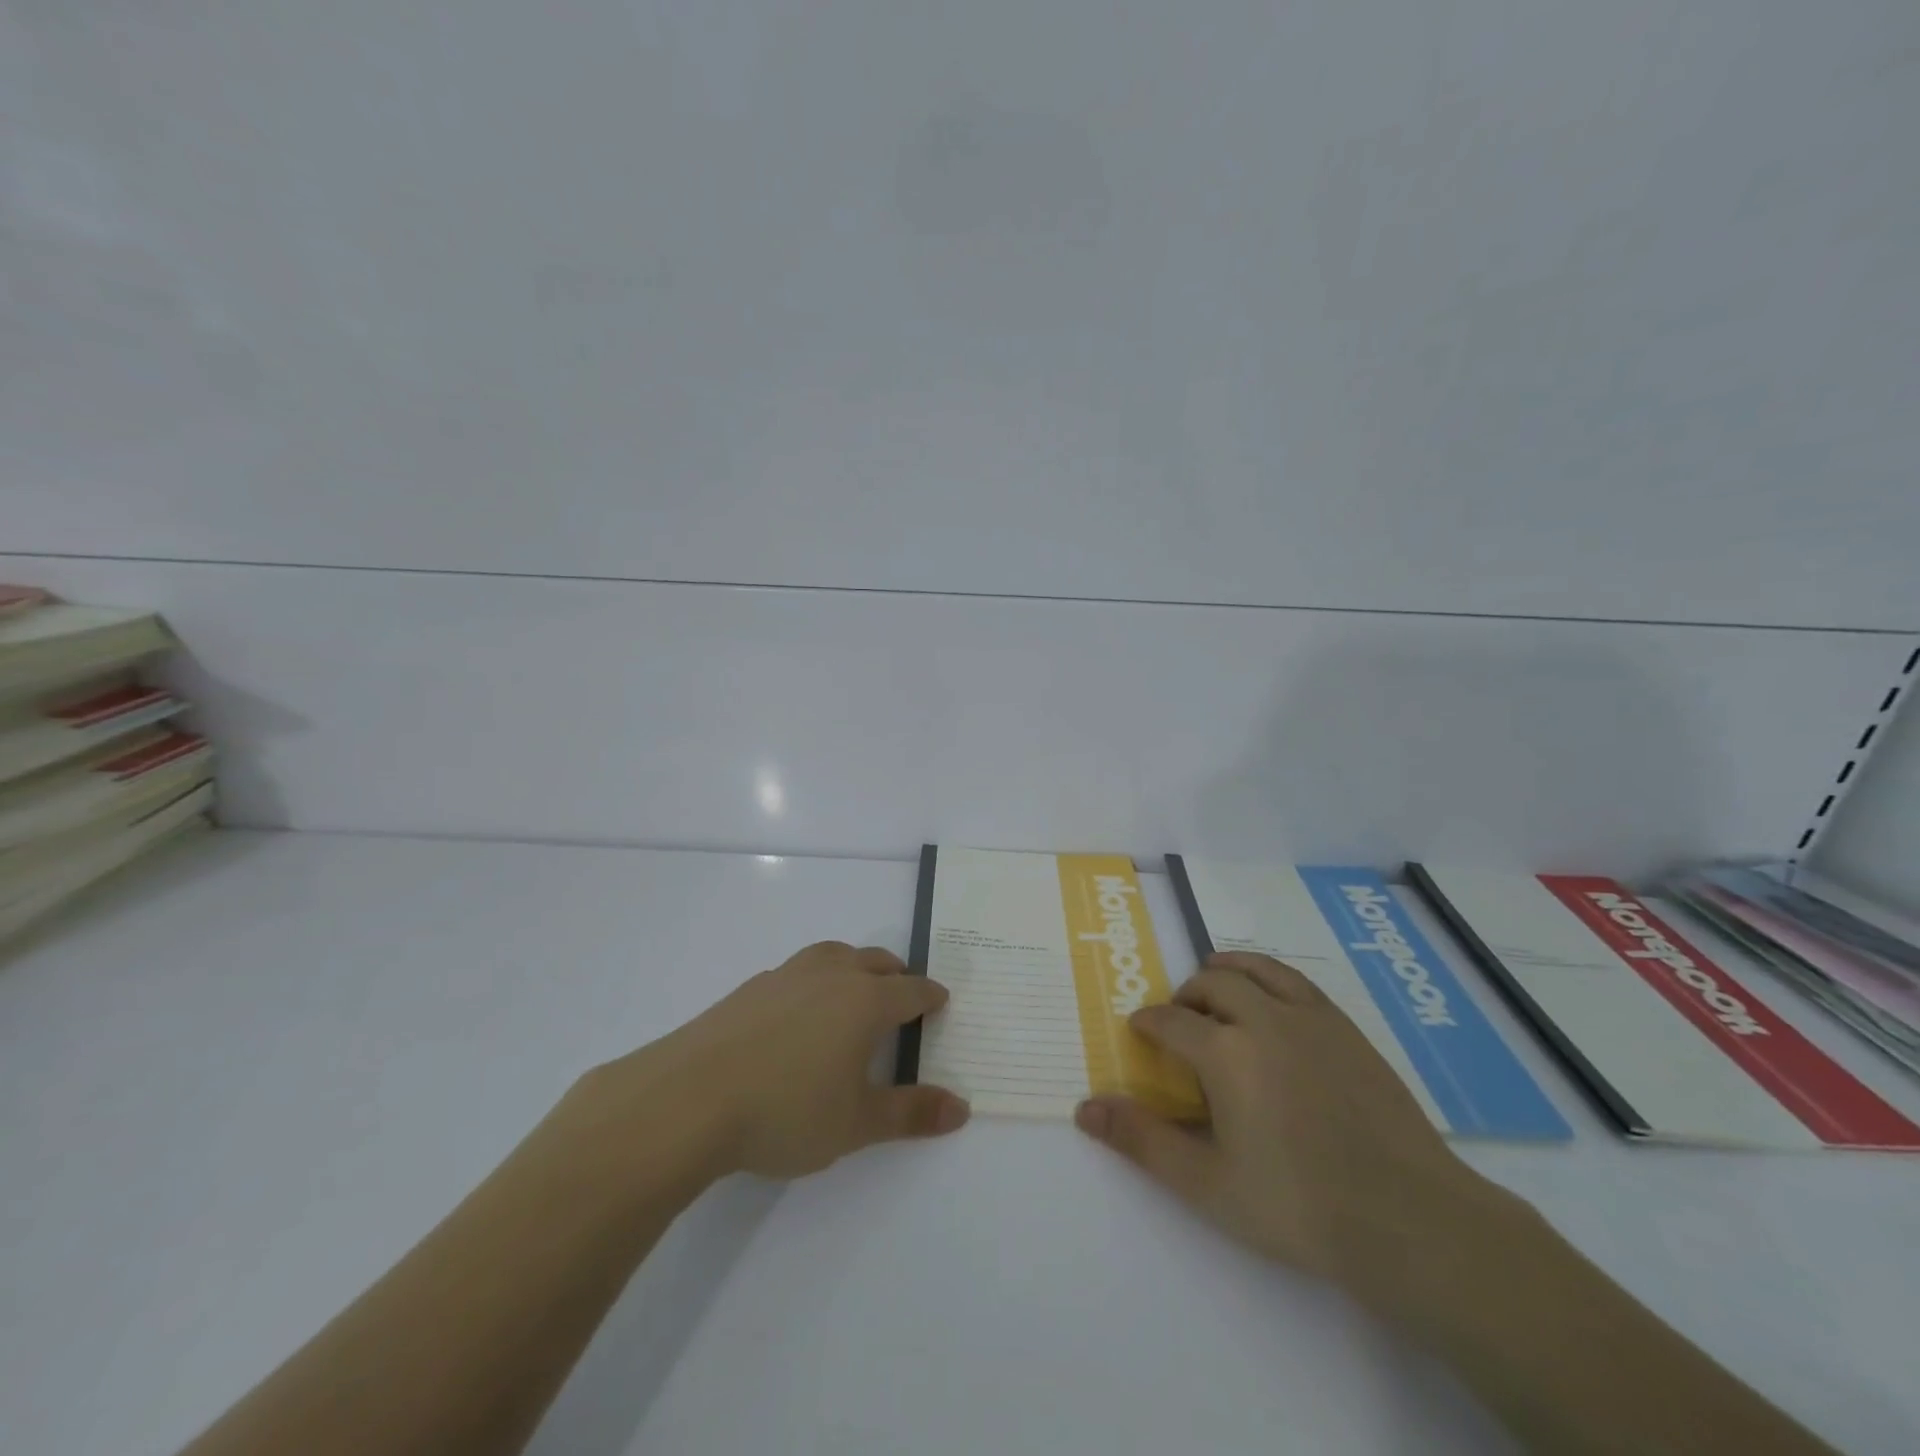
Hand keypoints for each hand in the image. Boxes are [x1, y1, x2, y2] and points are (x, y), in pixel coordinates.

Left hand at [572, 941, 969, 1184]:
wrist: (688, 1099)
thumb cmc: (786, 1111)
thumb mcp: (857, 1123)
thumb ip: (911, 1114)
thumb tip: (962, 1108)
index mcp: (864, 1001)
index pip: (911, 990)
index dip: (930, 997)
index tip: (940, 1002)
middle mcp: (831, 976)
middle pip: (875, 961)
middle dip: (896, 975)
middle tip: (903, 994)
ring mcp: (786, 976)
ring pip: (833, 955)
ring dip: (854, 966)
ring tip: (854, 989)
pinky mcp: (750, 988)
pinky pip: (797, 971)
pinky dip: (814, 980)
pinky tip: (798, 1012)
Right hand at [1074, 951, 1507, 1298]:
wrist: (1410, 1220)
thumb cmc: (1298, 1206)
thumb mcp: (1207, 1184)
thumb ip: (1142, 1141)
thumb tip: (1084, 1109)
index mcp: (1225, 1053)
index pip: (1170, 1021)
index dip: (1148, 1023)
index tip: (1140, 1032)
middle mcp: (1263, 1019)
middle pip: (1211, 984)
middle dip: (1185, 997)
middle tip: (1180, 1023)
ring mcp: (1310, 1019)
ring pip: (1254, 969)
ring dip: (1225, 973)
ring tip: (1216, 991)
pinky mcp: (1346, 1028)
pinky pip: (1296, 981)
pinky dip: (1268, 977)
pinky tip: (1271, 1004)